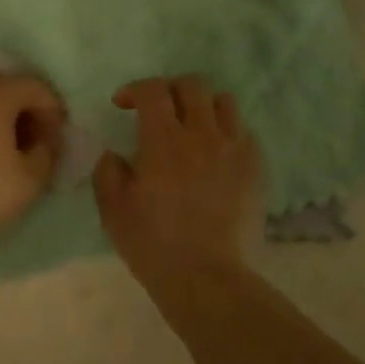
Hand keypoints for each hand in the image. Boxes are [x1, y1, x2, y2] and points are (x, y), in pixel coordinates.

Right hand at [94, 76, 263, 293]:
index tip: (123, 104)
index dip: (135, 89)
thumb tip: (116, 155)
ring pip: (225, 103)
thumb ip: (108, 172)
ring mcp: (235, 150)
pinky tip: (215, 155)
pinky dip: (227, 133)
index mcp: (163, 140)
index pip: (153, 90)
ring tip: (191, 127)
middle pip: (193, 85)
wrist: (207, 278)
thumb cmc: (153, 243)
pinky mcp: (256, 170)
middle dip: (170, 89)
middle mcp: (203, 134)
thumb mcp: (112, 209)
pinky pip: (244, 133)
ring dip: (203, 106)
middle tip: (157, 110)